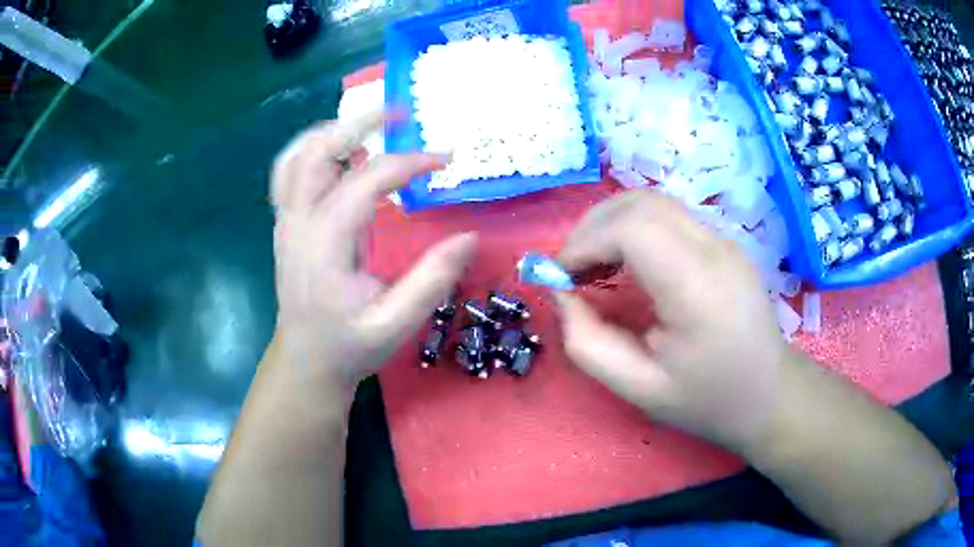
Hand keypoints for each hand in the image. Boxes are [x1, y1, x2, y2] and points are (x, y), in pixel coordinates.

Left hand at [270, 111, 476, 387]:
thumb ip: (431, 280)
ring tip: (372, 127)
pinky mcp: (286, 224)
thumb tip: (468, 236)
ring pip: (297, 155)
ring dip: (333, 131)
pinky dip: (315, 150)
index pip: (366, 180)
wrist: (306, 360)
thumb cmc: (349, 345)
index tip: (446, 160)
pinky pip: (290, 171)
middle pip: (318, 151)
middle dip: (359, 122)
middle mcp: (299, 223)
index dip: (409, 163)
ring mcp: (286, 221)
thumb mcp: (396, 323)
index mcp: (325, 244)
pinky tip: (342, 154)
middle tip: (400, 112)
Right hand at [555, 190, 790, 451]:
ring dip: (611, 222)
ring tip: (593, 264)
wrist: (768, 394)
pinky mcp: (722, 242)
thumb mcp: (638, 388)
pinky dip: (633, 227)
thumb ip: (587, 343)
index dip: (585, 242)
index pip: (632, 229)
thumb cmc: (707, 400)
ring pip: (653, 202)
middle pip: (640, 203)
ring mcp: (723, 240)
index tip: (560, 276)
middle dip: (591, 226)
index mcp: (697, 288)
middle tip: (570, 268)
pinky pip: (668, 216)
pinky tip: (625, 262)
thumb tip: (559, 292)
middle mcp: (714, 249)